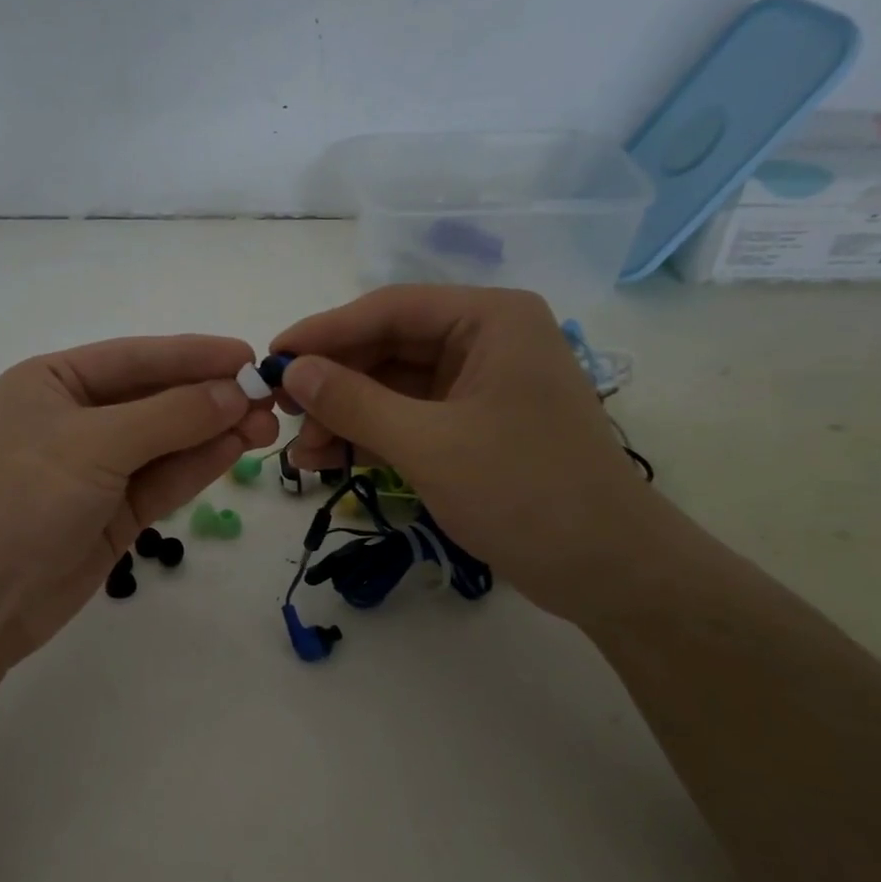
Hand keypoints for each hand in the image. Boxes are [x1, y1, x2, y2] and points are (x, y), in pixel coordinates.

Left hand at [0, 335, 277, 674]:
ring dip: (213, 432)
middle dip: (210, 397)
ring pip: (166, 441)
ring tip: (266, 427)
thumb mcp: (94, 444)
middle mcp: (76, 417)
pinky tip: (235, 450)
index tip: (249, 355)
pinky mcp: (114, 511)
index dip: (194, 355)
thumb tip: (236, 392)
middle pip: (155, 398)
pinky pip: (163, 479)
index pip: (135, 358)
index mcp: (53, 381)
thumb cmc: (23, 497)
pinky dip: (197, 465)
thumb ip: (170, 416)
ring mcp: (97, 467)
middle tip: (270, 400)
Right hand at [271, 286, 658, 621]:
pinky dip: (368, 437)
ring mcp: (479, 386)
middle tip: (280, 413)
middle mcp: (485, 341)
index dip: (324, 332)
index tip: (271, 358)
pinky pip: (406, 419)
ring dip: (343, 416)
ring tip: (300, 454)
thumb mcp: (429, 445)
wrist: (608, 572)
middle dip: (332, 383)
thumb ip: (354, 402)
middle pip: (386, 348)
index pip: (390, 309)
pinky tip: (328, 460)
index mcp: (490, 320)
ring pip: (390, 387)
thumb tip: (291, 371)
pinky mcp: (472, 427)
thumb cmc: (525, 493)